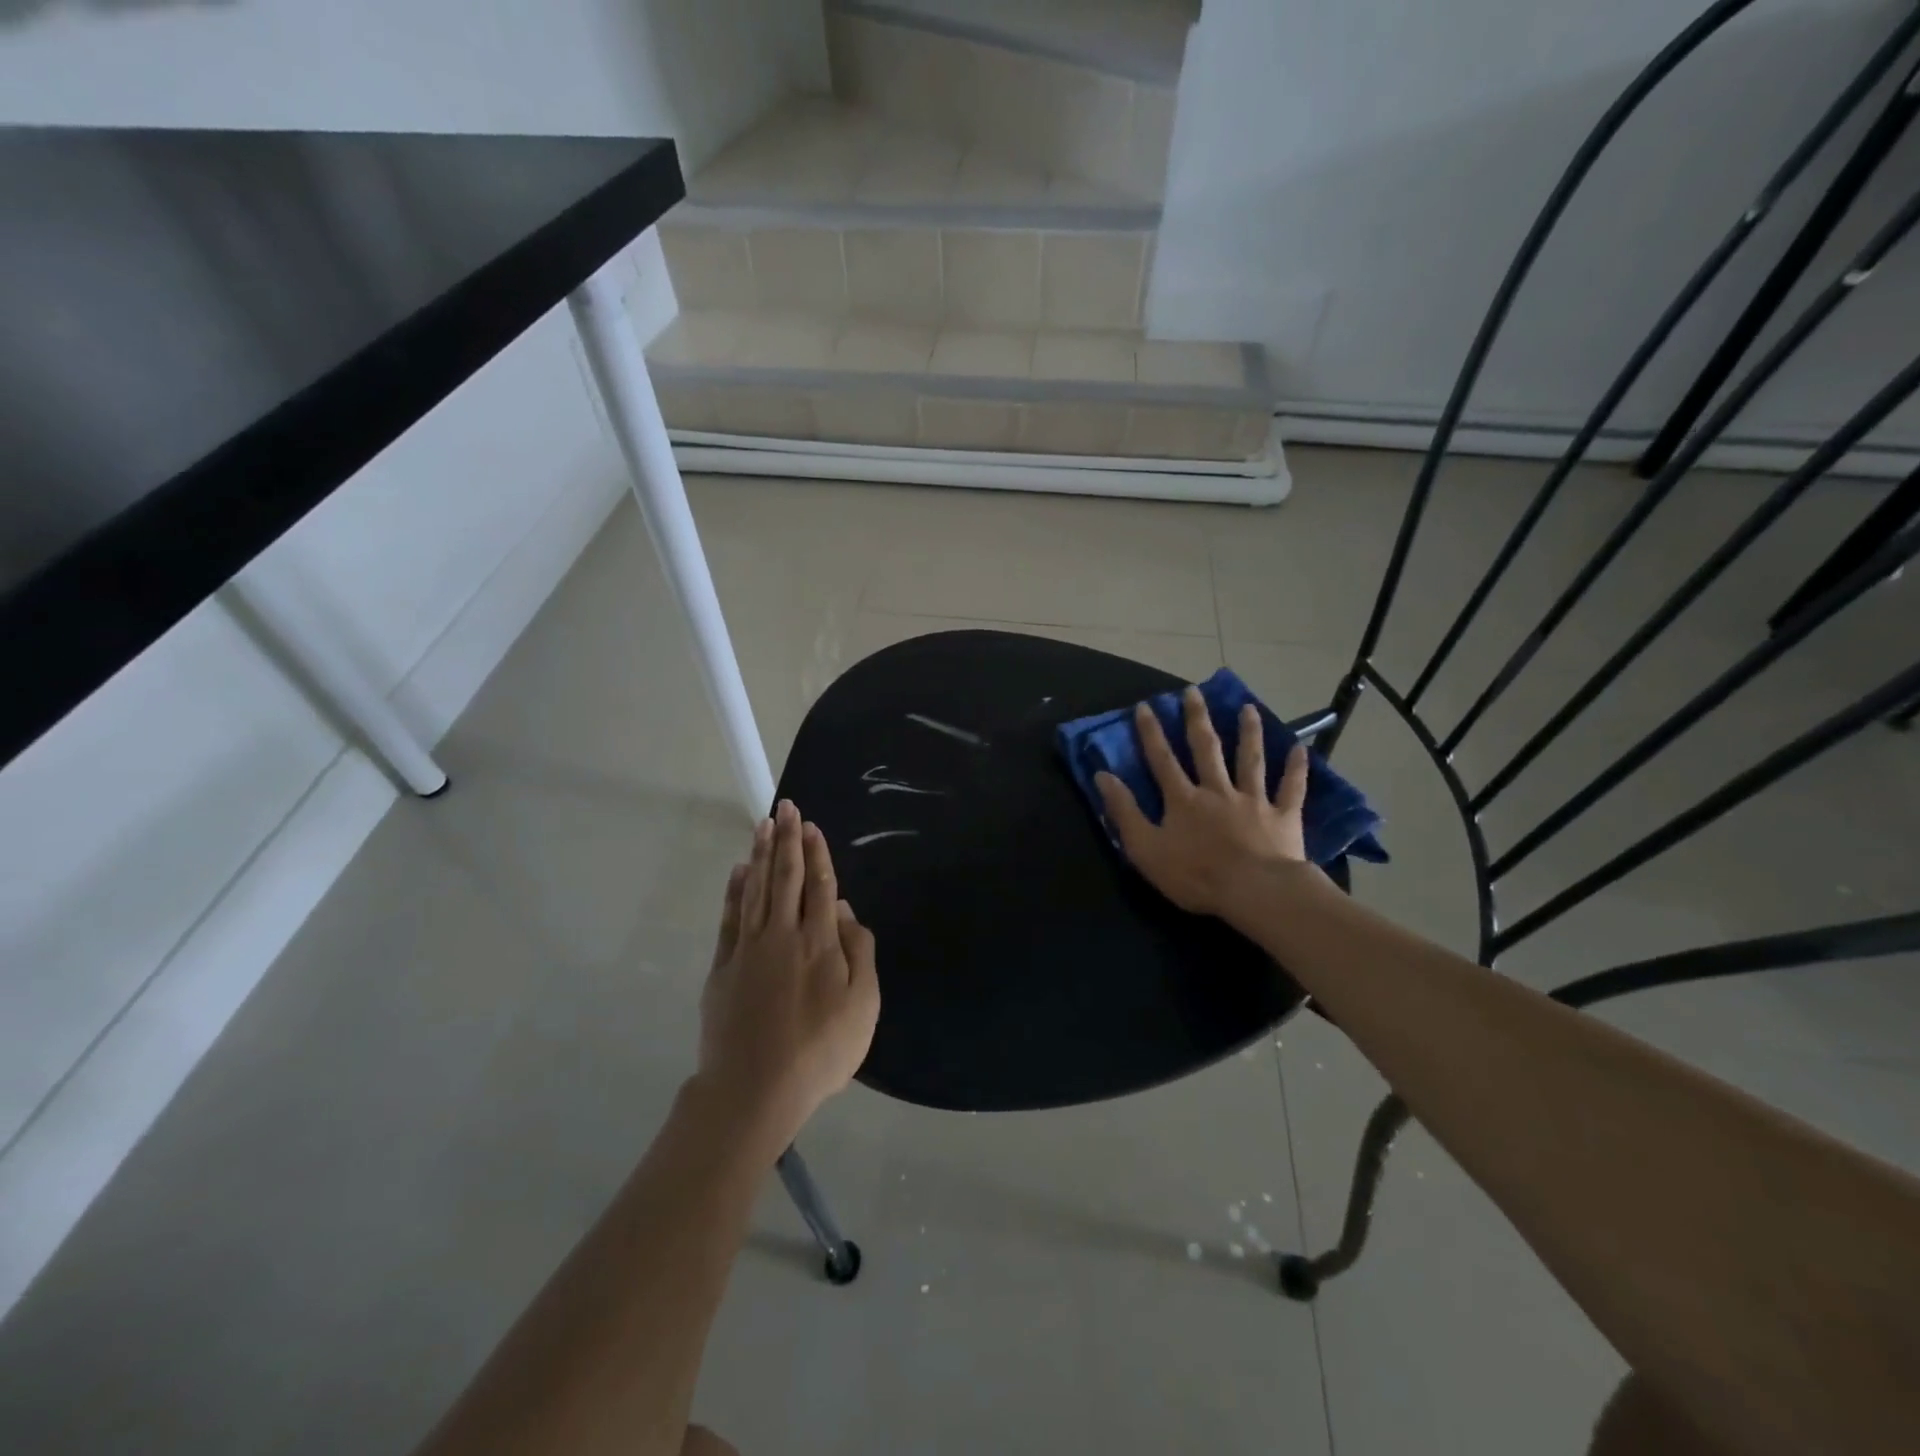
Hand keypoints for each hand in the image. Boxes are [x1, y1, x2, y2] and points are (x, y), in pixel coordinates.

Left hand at [698, 800, 879, 1151]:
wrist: (754, 1090)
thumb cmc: (820, 1051)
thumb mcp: (863, 1007)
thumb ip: (860, 953)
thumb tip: (846, 912)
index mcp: (819, 943)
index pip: (819, 886)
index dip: (816, 853)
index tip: (810, 825)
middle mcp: (782, 935)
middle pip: (785, 877)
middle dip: (787, 839)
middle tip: (786, 807)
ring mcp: (748, 949)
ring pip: (755, 890)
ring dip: (760, 855)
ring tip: (764, 825)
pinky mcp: (723, 967)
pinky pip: (730, 918)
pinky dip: (734, 891)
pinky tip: (738, 871)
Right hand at [1095, 686, 1311, 919]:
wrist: (1254, 892)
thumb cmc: (1196, 875)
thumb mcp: (1145, 848)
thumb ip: (1124, 811)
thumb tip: (1102, 776)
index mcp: (1184, 800)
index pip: (1162, 760)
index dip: (1151, 733)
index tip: (1145, 706)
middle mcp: (1217, 790)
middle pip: (1206, 749)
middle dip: (1197, 719)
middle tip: (1194, 692)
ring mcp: (1253, 800)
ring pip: (1250, 760)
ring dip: (1248, 733)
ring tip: (1248, 708)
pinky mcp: (1283, 816)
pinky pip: (1291, 788)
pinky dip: (1297, 768)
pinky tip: (1302, 748)